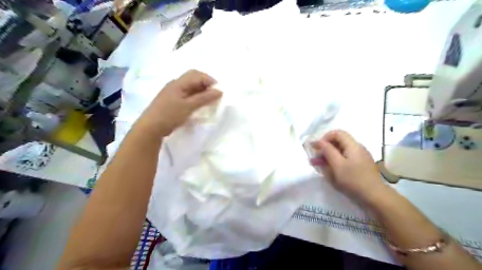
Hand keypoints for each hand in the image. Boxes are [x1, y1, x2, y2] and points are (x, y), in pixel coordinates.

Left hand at [135, 70, 221, 135]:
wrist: (150, 128)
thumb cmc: (170, 115)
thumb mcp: (189, 106)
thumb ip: (204, 98)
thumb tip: (219, 91)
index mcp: (178, 83)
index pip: (197, 75)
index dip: (210, 80)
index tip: (219, 92)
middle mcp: (175, 84)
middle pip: (193, 77)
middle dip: (206, 83)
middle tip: (214, 94)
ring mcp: (172, 92)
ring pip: (190, 86)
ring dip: (201, 90)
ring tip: (209, 100)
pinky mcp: (172, 100)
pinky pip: (186, 93)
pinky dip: (195, 96)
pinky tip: (198, 103)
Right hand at [311, 129, 386, 203]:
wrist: (375, 197)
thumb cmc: (353, 180)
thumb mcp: (337, 165)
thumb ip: (327, 151)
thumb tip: (318, 142)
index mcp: (353, 145)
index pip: (336, 133)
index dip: (324, 138)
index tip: (316, 149)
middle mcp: (357, 147)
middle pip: (338, 140)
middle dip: (325, 147)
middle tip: (317, 158)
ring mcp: (360, 156)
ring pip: (341, 149)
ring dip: (329, 154)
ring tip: (322, 164)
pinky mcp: (361, 164)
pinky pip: (346, 157)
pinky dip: (336, 159)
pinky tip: (332, 169)